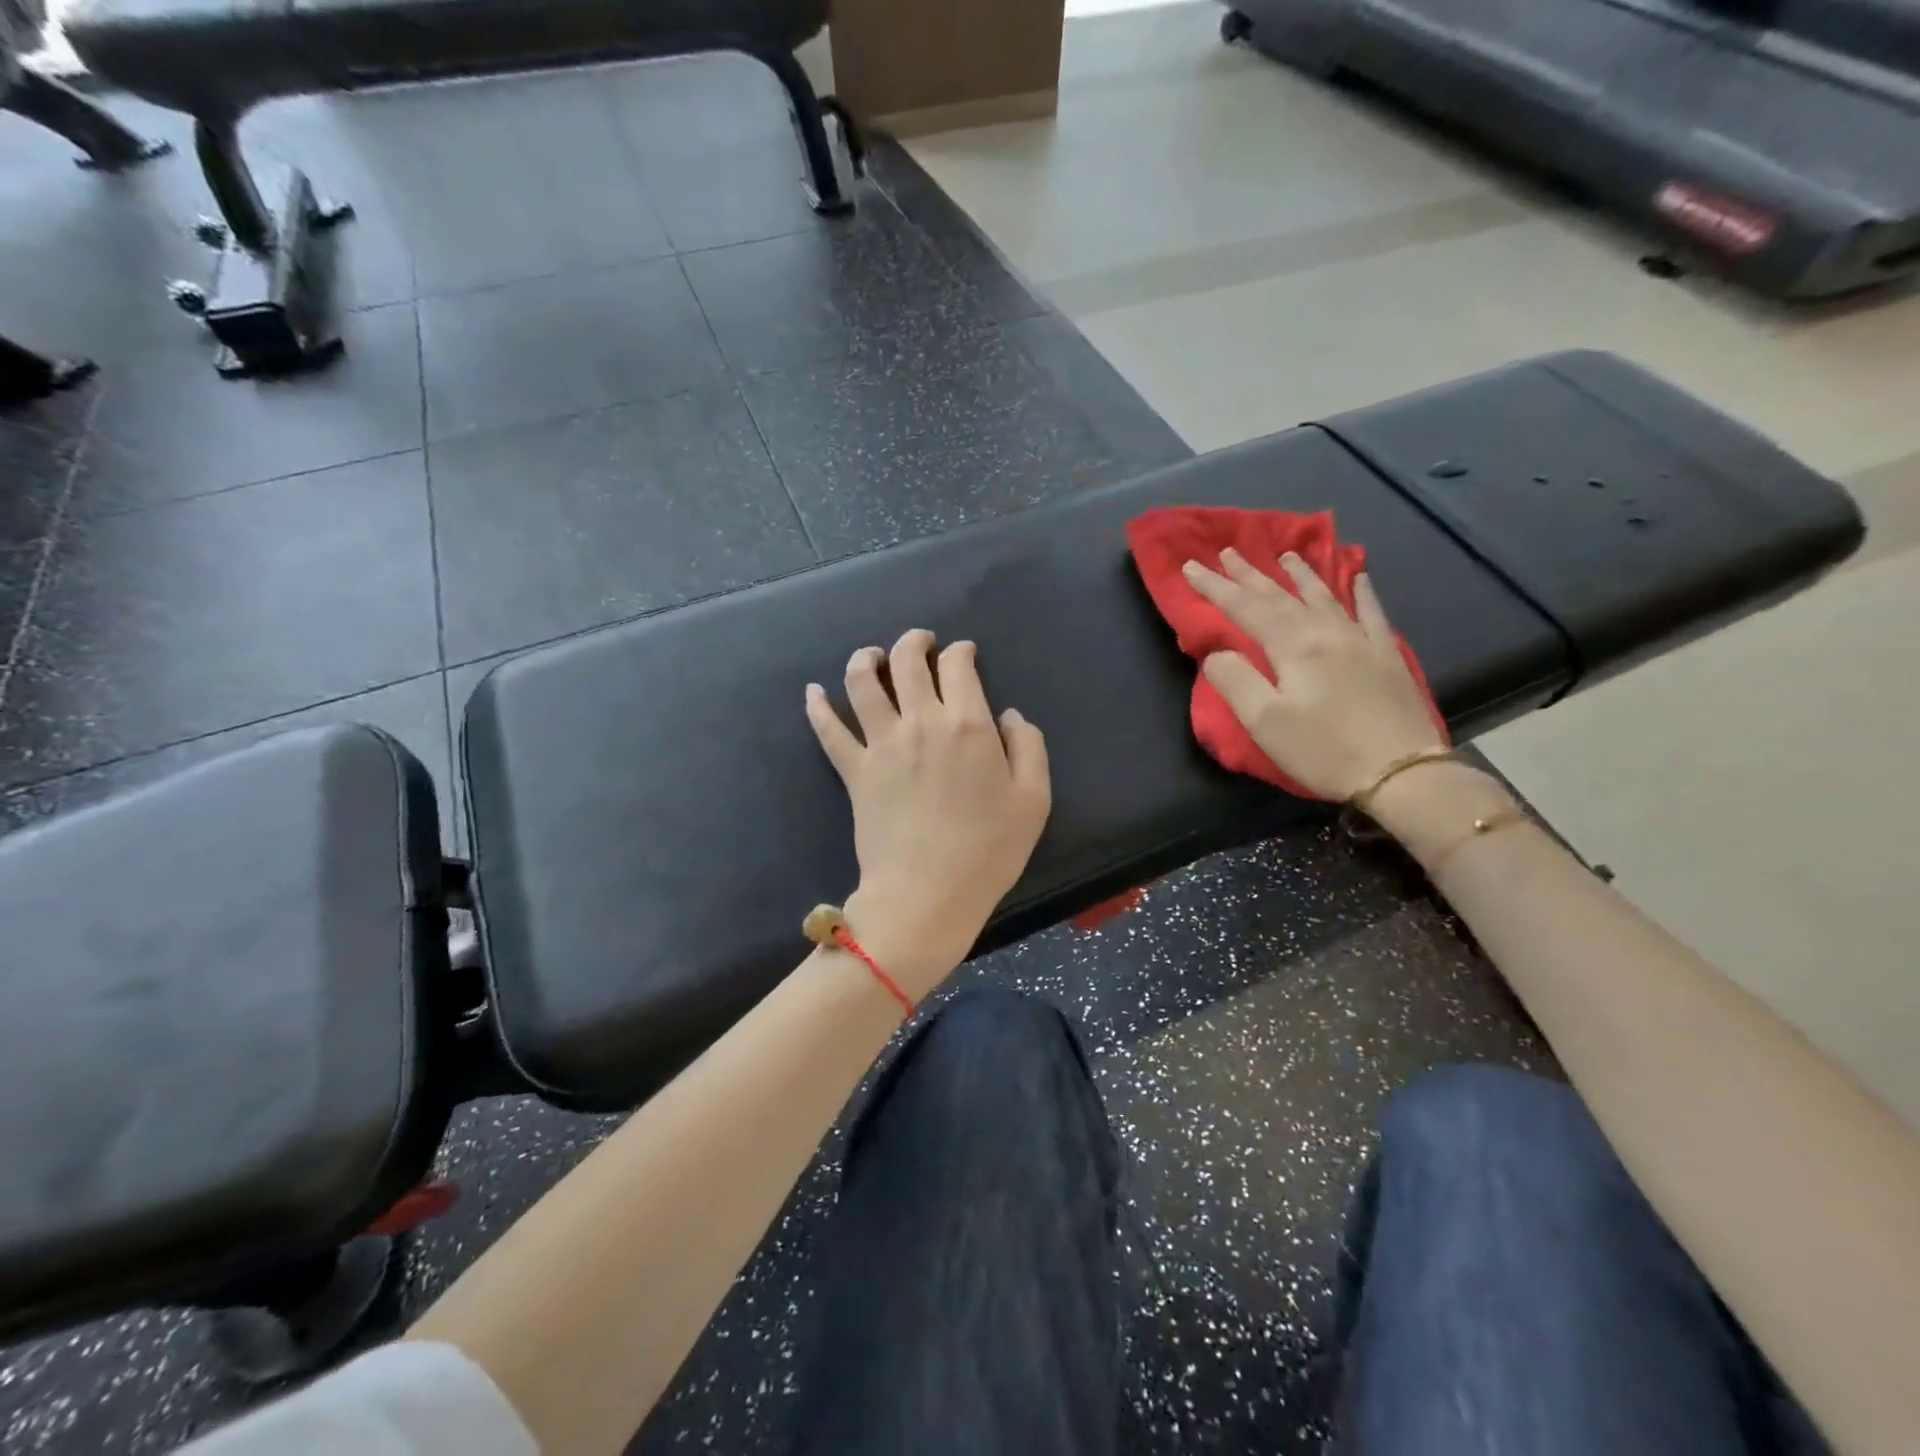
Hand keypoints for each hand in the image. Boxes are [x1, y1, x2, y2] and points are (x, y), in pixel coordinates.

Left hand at [806, 629, 1050, 996]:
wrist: (927, 893)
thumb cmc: (988, 851)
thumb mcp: (1034, 799)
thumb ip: (1029, 747)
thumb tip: (1009, 715)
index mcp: (968, 724)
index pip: (957, 666)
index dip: (961, 652)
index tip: (963, 653)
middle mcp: (920, 722)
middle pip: (906, 661)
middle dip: (914, 642)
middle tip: (921, 642)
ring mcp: (881, 744)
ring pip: (862, 682)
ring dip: (866, 659)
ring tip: (871, 656)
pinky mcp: (854, 771)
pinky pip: (828, 730)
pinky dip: (817, 706)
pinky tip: (812, 691)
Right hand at [1182, 548, 1444, 801]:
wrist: (1401, 771)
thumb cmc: (1323, 750)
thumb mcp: (1265, 722)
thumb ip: (1235, 681)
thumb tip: (1217, 652)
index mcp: (1293, 647)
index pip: (1245, 609)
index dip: (1216, 587)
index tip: (1191, 567)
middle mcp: (1326, 632)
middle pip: (1281, 596)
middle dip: (1250, 574)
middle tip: (1228, 552)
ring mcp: (1361, 640)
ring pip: (1324, 596)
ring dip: (1301, 574)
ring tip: (1286, 555)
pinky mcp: (1386, 656)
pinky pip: (1372, 612)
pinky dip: (1362, 591)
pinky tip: (1359, 576)